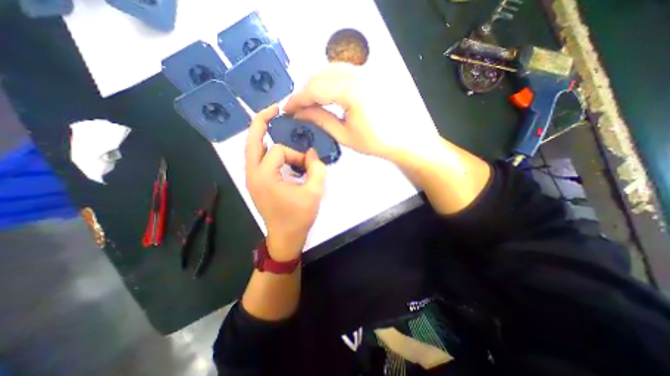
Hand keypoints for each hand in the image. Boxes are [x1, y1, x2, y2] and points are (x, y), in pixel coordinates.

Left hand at [246, 105, 328, 258]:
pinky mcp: (256, 183)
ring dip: (261, 134)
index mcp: (265, 176)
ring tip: (274, 123)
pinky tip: (277, 148)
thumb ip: (317, 168)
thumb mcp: (314, 192)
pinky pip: (257, 159)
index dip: (297, 155)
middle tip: (274, 108)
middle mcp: (252, 174)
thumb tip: (312, 153)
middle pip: (252, 140)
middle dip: (262, 121)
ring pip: (252, 149)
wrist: (285, 237)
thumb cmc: (299, 217)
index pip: (280, 151)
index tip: (308, 165)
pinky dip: (265, 149)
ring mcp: (251, 179)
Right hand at [284, 64, 392, 157]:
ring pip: (328, 70)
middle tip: (297, 108)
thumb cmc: (372, 141)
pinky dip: (327, 80)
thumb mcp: (343, 135)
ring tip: (309, 102)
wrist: (398, 138)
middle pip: (319, 76)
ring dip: (314, 84)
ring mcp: (364, 72)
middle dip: (304, 92)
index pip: (315, 89)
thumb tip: (299, 113)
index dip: (297, 99)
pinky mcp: (367, 74)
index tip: (287, 109)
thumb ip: (320, 120)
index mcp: (351, 92)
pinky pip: (340, 70)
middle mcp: (357, 75)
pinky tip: (324, 93)